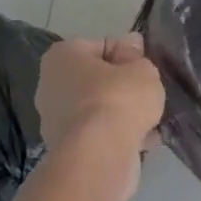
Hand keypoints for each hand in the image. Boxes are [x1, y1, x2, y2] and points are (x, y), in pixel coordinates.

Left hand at [35, 36, 163, 200]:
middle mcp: (50, 85)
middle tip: (148, 94)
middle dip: (122, 87)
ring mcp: (54, 120)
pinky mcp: (66, 149)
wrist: (99, 156)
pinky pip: (98, 134)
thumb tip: (131, 44)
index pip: (102, 46)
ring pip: (98, 109)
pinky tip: (142, 141)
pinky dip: (117, 136)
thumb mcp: (142, 69)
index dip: (128, 55)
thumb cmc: (118, 99)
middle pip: (97, 79)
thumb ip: (137, 57)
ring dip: (121, 114)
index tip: (145, 68)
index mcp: (62, 56)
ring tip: (150, 120)